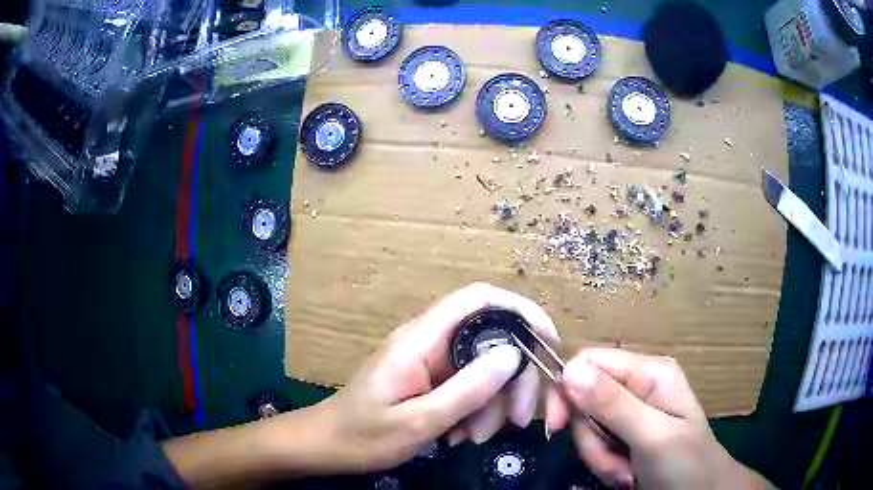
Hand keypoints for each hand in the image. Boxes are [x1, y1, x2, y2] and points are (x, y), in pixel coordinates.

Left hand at [308, 282, 558, 473]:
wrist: (328, 446)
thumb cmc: (364, 436)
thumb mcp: (419, 421)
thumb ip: (467, 389)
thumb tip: (513, 354)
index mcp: (421, 339)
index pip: (478, 299)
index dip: (519, 309)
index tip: (548, 340)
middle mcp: (430, 341)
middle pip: (491, 339)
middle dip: (512, 379)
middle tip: (517, 420)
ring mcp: (431, 361)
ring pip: (484, 367)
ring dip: (492, 403)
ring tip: (475, 438)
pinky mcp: (431, 379)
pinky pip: (469, 386)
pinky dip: (477, 410)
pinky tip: (462, 435)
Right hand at [545, 348, 766, 488]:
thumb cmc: (685, 463)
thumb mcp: (653, 436)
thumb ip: (614, 405)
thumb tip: (569, 371)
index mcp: (649, 372)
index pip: (589, 362)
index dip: (566, 390)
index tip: (557, 428)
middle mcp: (637, 386)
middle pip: (584, 399)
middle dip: (591, 438)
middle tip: (614, 461)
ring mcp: (631, 412)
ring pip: (586, 427)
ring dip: (599, 456)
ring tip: (626, 473)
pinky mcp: (625, 435)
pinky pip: (595, 445)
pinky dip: (604, 464)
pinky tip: (626, 475)